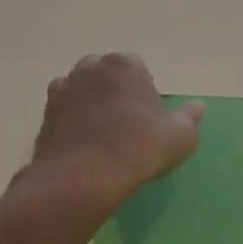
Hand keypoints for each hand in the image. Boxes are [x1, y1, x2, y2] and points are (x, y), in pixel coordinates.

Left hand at [23, 53, 204, 226]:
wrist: (84, 178)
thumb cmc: (140, 148)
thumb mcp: (182, 136)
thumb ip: (190, 117)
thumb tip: (197, 106)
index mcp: (125, 65)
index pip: (138, 67)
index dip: (146, 90)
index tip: (151, 114)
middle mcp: (91, 68)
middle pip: (107, 72)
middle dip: (116, 88)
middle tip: (128, 119)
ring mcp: (63, 89)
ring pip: (82, 87)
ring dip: (92, 100)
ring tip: (105, 130)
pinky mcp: (45, 113)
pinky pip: (64, 108)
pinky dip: (73, 117)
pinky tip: (85, 139)